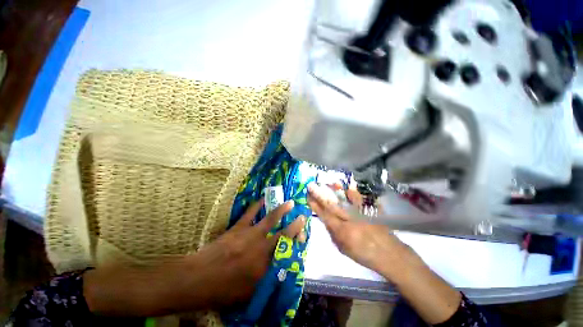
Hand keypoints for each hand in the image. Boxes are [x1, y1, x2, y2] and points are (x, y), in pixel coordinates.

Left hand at [84, 199, 305, 315]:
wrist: (198, 279)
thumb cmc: (223, 290)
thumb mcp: (248, 293)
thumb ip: (265, 280)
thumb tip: (277, 270)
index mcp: (265, 266)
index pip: (287, 252)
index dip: (297, 244)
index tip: (303, 236)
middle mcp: (262, 248)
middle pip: (283, 233)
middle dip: (295, 224)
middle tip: (303, 215)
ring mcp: (250, 235)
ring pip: (271, 219)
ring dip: (282, 209)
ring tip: (290, 202)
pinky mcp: (239, 227)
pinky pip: (250, 213)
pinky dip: (257, 204)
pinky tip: (262, 198)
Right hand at [308, 183, 461, 324]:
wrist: (390, 254)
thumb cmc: (364, 255)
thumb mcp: (344, 249)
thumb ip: (333, 233)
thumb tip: (326, 220)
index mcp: (343, 232)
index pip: (325, 216)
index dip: (315, 206)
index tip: (308, 197)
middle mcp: (350, 220)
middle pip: (332, 205)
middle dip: (320, 194)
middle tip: (311, 185)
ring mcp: (361, 214)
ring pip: (345, 200)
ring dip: (335, 190)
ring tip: (327, 182)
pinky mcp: (370, 211)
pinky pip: (360, 200)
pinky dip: (353, 192)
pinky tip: (348, 186)